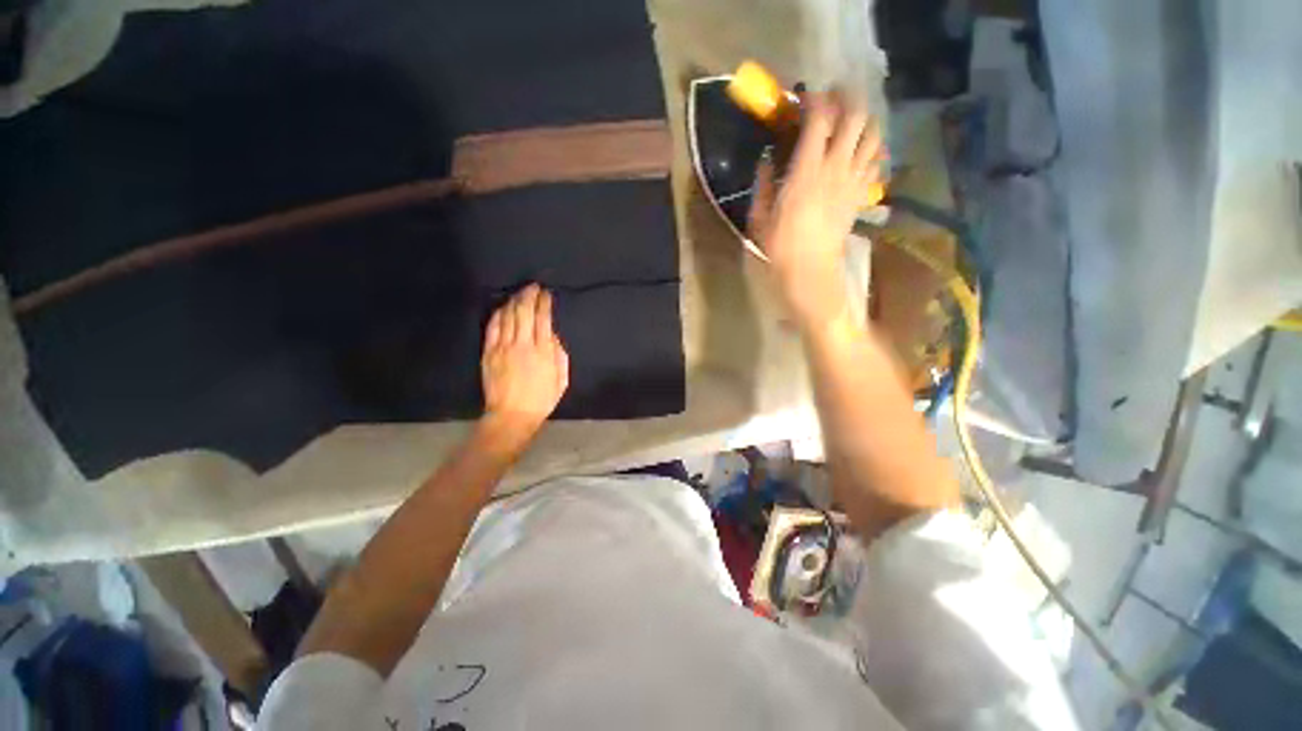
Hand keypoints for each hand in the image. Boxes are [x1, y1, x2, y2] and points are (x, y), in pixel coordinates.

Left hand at [479, 283, 568, 450]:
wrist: (512, 415)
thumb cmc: (542, 399)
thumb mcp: (562, 379)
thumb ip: (559, 354)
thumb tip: (552, 336)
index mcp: (543, 350)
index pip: (543, 318)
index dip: (544, 302)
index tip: (546, 293)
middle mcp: (523, 343)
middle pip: (524, 311)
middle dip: (529, 295)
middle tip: (532, 286)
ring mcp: (503, 346)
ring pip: (507, 315)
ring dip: (514, 301)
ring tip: (519, 294)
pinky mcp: (489, 352)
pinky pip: (493, 327)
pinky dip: (498, 314)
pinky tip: (503, 308)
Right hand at [748, 93, 883, 328]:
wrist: (810, 272)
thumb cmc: (780, 247)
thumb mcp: (760, 216)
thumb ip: (763, 183)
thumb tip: (767, 159)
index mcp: (807, 171)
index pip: (820, 119)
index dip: (815, 99)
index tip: (804, 97)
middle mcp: (836, 168)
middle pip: (855, 117)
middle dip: (847, 99)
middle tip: (834, 97)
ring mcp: (853, 181)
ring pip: (873, 134)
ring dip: (865, 119)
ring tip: (852, 118)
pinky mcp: (861, 195)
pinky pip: (877, 162)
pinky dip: (874, 147)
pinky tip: (863, 149)